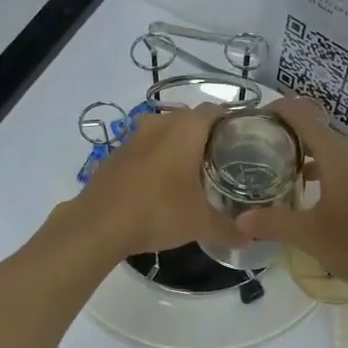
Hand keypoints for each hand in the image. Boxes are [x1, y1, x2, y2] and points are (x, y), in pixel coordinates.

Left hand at [67, 104, 242, 260]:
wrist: (97, 225)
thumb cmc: (158, 212)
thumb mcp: (200, 224)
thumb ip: (228, 228)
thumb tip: (249, 237)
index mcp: (185, 129)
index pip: (215, 110)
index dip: (231, 122)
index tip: (243, 141)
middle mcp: (159, 124)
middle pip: (189, 119)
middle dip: (205, 136)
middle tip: (221, 161)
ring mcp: (133, 137)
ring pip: (163, 132)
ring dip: (177, 146)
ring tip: (192, 173)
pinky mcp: (115, 155)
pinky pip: (144, 149)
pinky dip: (155, 159)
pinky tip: (160, 185)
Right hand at [236, 98, 347, 291]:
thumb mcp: (310, 236)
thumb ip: (273, 223)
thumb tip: (240, 220)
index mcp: (338, 154)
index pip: (302, 115)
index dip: (276, 110)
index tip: (250, 120)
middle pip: (314, 129)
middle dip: (284, 134)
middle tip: (253, 149)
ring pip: (329, 149)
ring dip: (303, 153)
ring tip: (273, 170)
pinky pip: (341, 165)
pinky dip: (320, 169)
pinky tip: (305, 192)